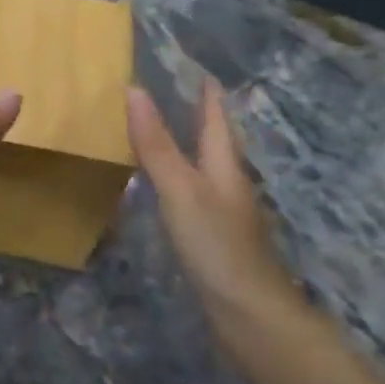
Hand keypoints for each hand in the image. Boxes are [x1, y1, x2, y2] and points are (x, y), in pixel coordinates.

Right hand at [127, 79, 298, 324]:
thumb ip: (156, 144)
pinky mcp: (214, 238)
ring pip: (204, 168)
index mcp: (224, 166)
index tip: (197, 68)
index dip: (208, 94)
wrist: (250, 315)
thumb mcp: (180, 189)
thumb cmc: (216, 244)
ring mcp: (223, 213)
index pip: (216, 119)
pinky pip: (193, 193)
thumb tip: (134, 89)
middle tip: (174, 93)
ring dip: (186, 146)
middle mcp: (228, 184)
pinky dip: (177, 178)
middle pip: (214, 142)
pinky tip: (162, 187)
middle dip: (198, 117)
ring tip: (160, 131)